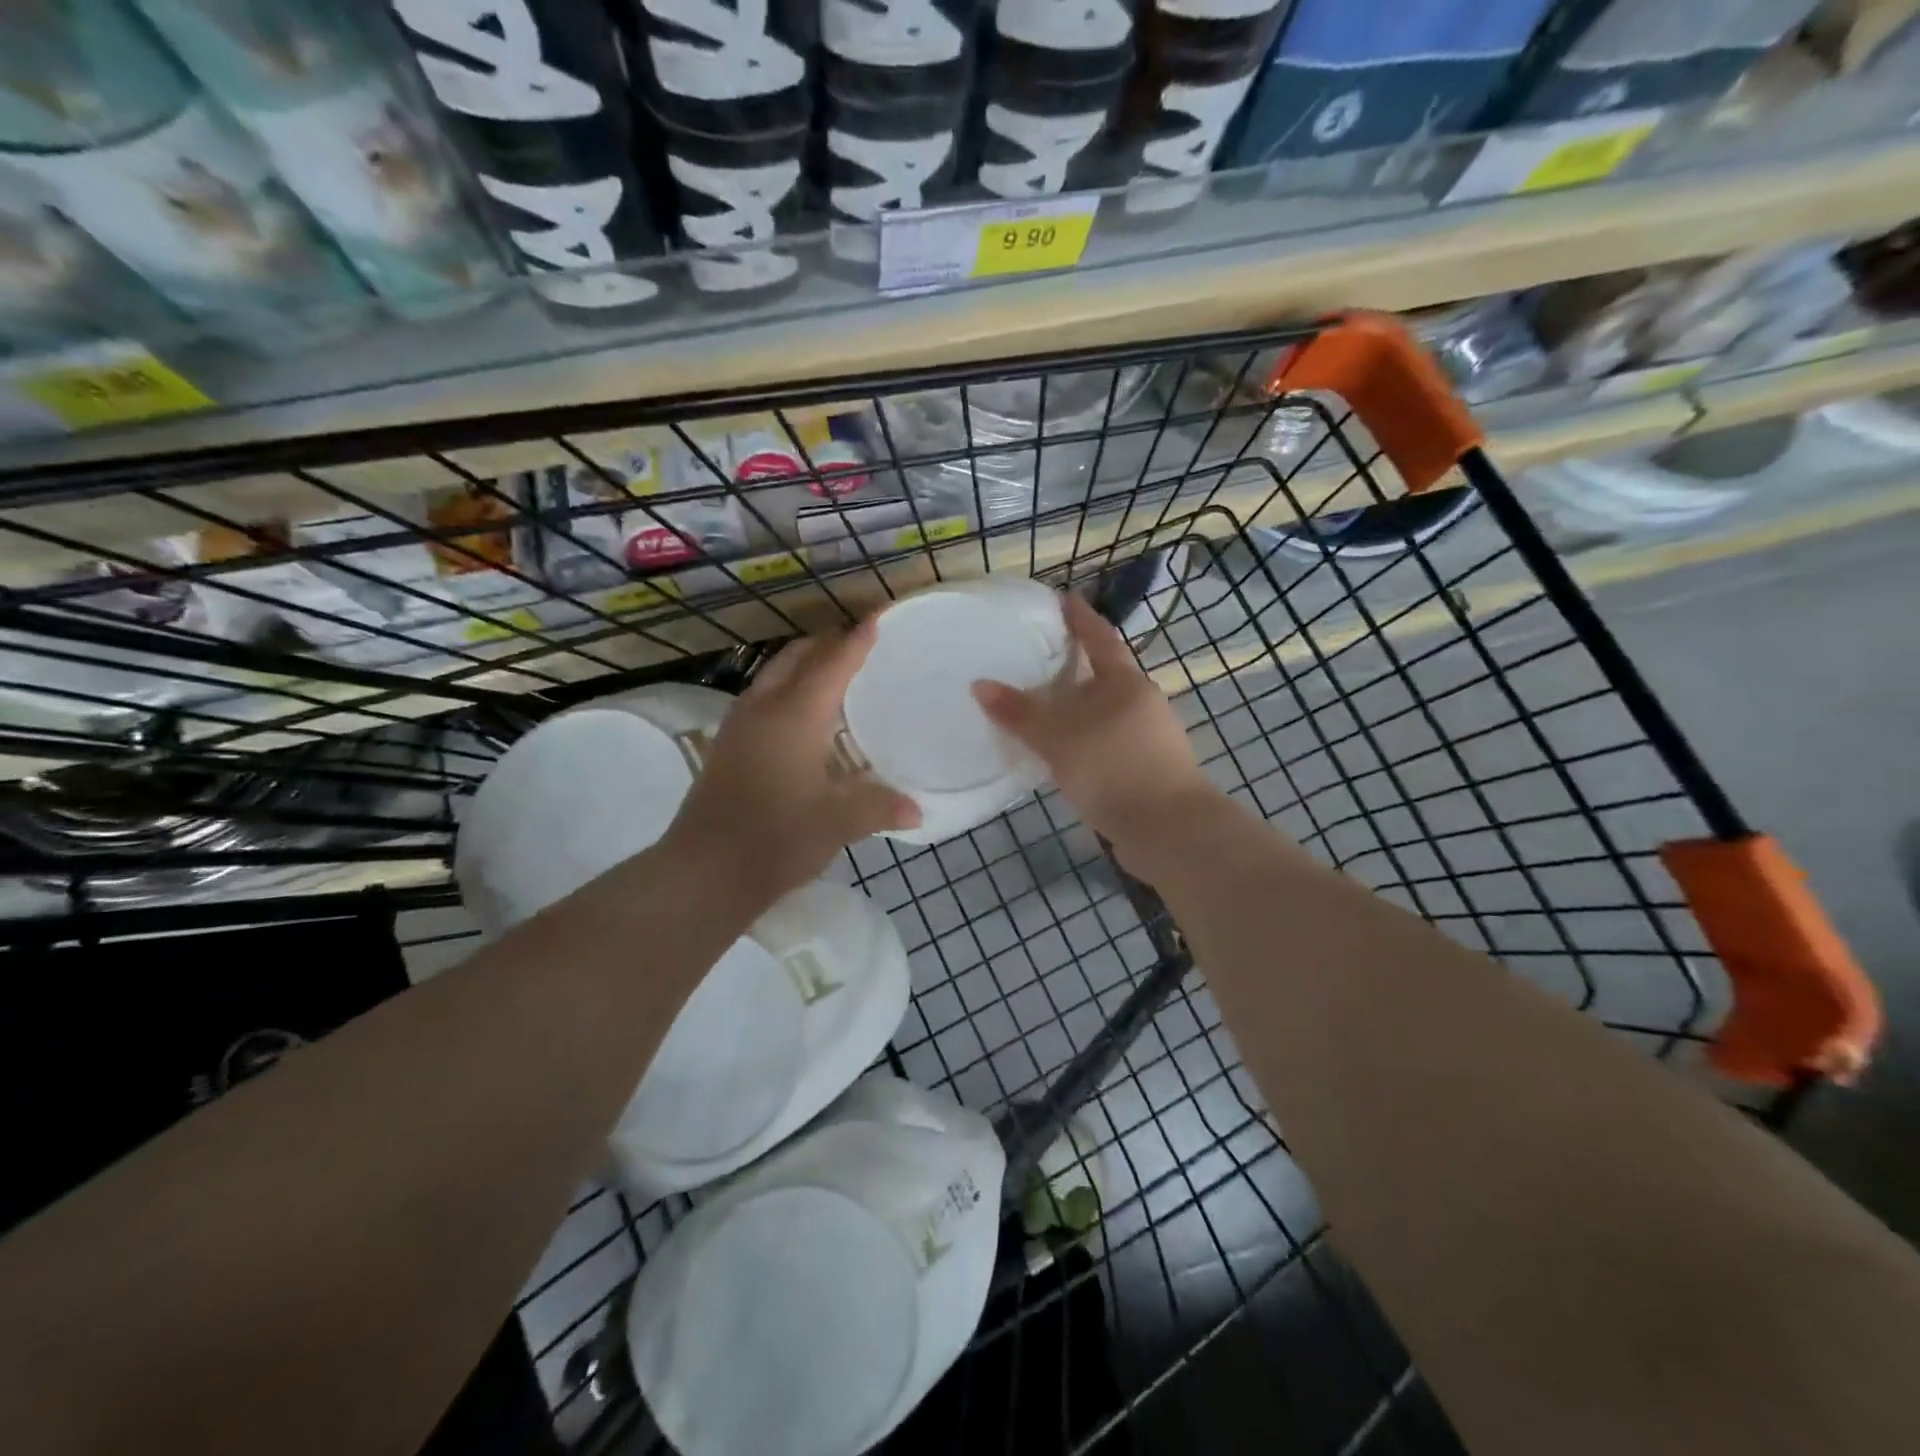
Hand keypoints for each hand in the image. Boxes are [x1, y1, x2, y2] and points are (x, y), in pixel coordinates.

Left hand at [665, 622, 919, 902]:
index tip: (879, 617)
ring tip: (836, 678)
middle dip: (828, 644)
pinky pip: (763, 698)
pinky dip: (789, 691)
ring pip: (775, 674)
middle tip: (861, 647)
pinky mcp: (727, 745)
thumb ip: (881, 807)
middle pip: (798, 657)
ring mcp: (739, 725)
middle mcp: (764, 707)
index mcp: (796, 713)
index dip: (859, 639)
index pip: (834, 662)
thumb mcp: (838, 822)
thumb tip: (918, 810)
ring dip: (805, 666)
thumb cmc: (777, 837)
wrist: (704, 871)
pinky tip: (805, 721)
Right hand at [972, 593, 1219, 866]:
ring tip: (1048, 709)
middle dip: (1078, 667)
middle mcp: (1144, 702)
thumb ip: (1020, 713)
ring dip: (1082, 708)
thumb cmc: (1113, 768)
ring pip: (1109, 712)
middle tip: (1043, 659)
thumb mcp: (1058, 739)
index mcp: (1126, 683)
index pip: (1100, 638)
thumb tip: (980, 684)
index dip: (1081, 618)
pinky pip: (1110, 742)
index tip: (1065, 598)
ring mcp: (1152, 737)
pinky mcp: (1150, 769)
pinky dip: (1088, 740)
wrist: (1167, 829)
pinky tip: (1067, 754)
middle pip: (1107, 675)